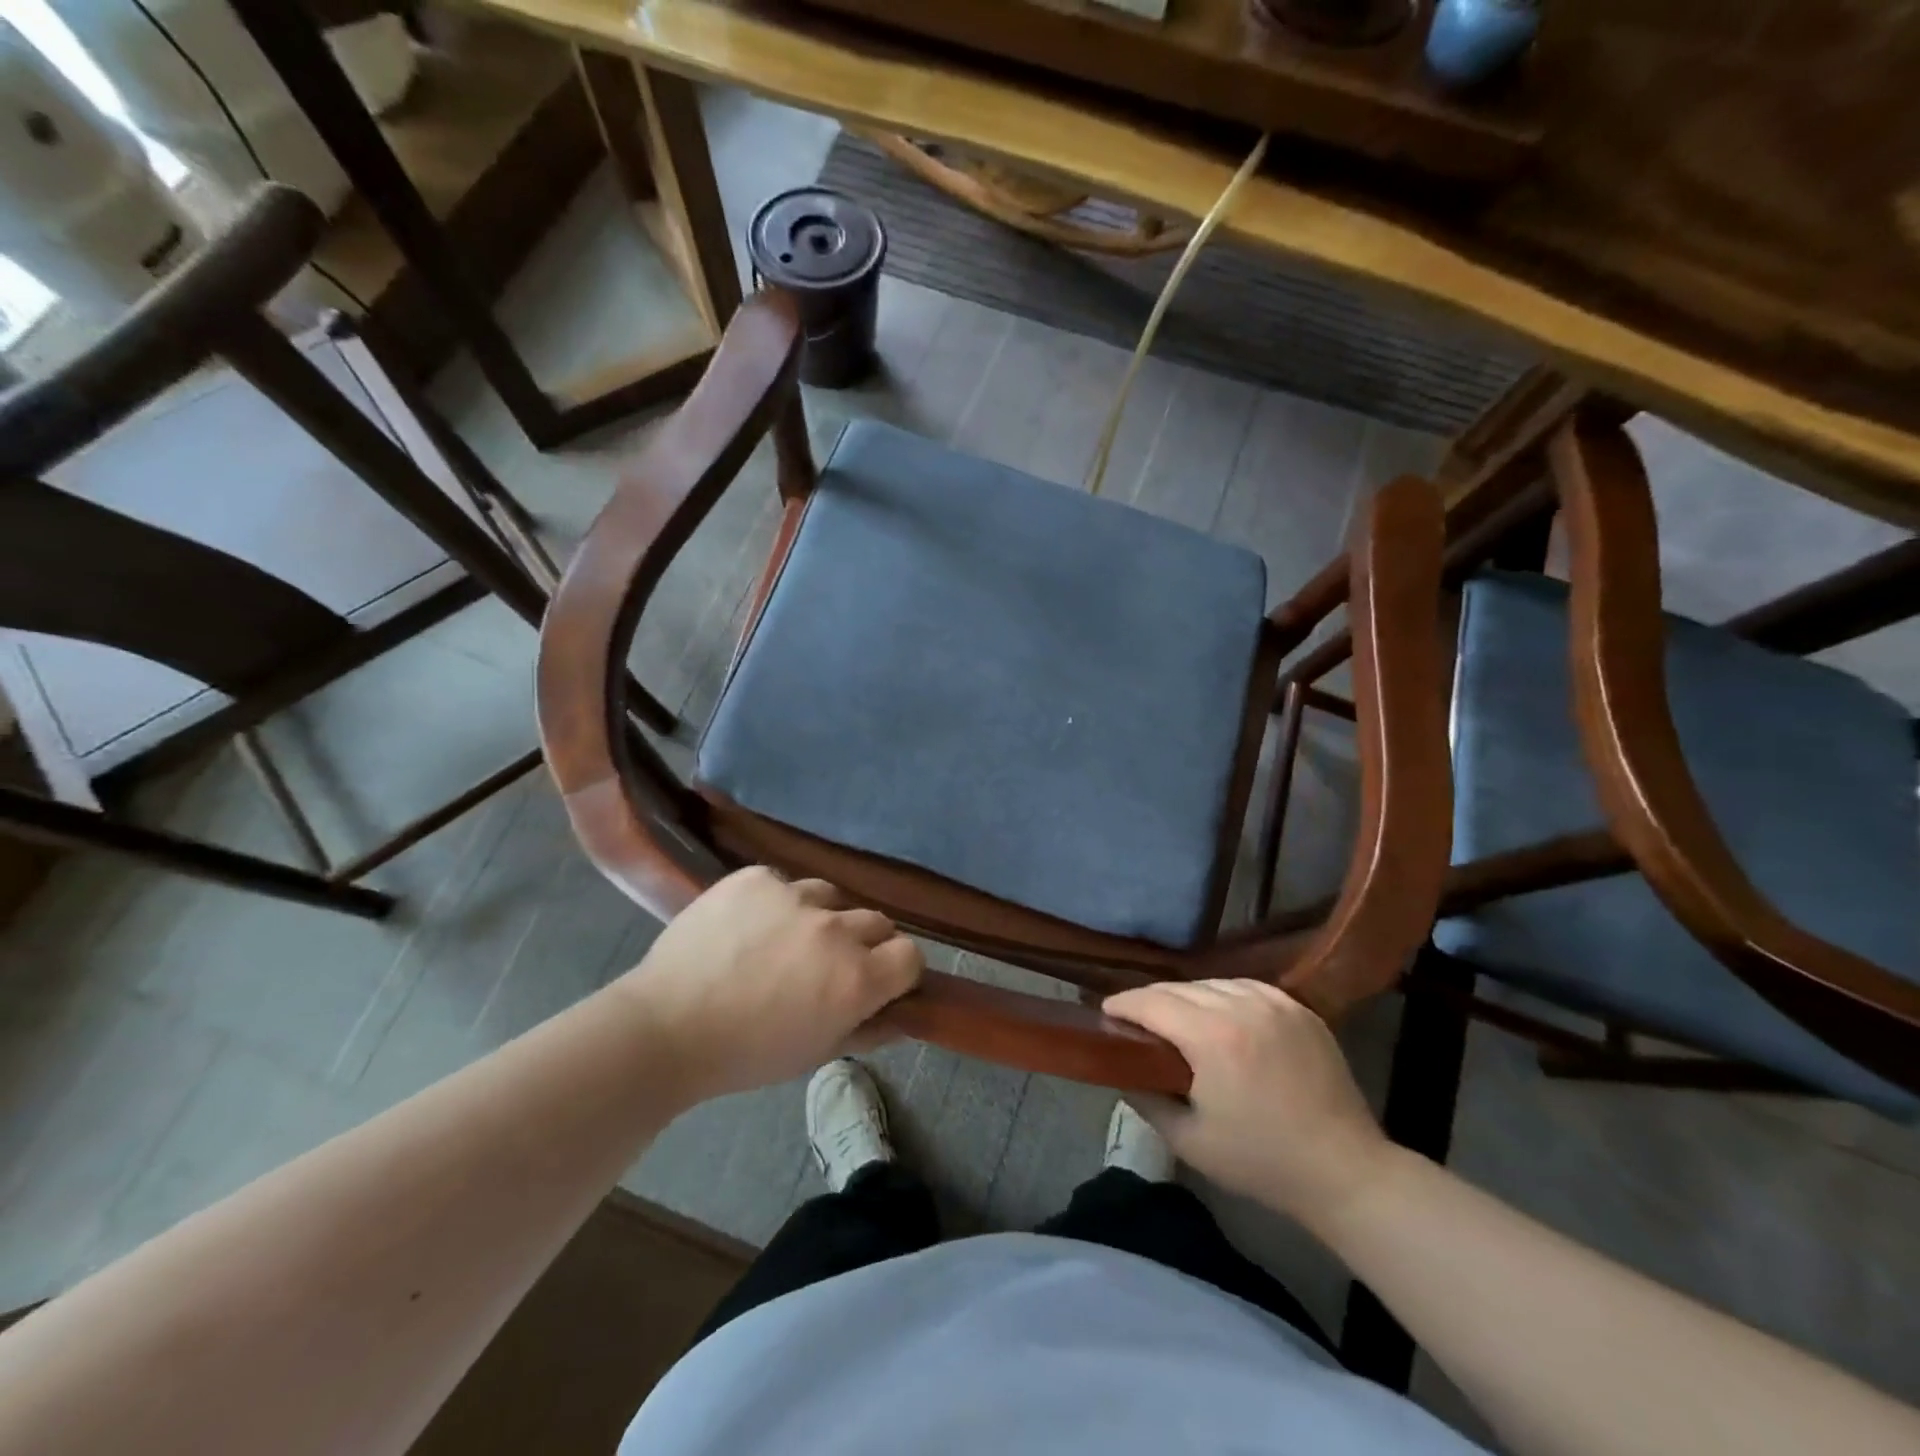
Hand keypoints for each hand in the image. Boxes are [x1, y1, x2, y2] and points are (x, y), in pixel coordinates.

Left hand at [616, 867, 922, 1100]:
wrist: (665, 1027)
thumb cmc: (746, 1054)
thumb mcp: (817, 1052)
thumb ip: (871, 1029)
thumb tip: (905, 1014)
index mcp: (856, 978)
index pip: (910, 955)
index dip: (898, 970)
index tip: (879, 982)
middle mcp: (835, 929)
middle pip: (877, 921)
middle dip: (863, 944)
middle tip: (828, 965)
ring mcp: (795, 896)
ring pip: (832, 896)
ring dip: (822, 917)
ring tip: (786, 940)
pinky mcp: (757, 878)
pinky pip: (784, 883)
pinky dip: (777, 903)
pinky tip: (750, 926)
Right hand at [1102, 979, 1390, 1227]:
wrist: (1346, 1172)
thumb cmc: (1262, 1162)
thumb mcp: (1190, 1141)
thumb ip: (1146, 1099)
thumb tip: (1121, 1072)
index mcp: (1212, 1037)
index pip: (1151, 1001)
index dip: (1122, 1004)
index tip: (1105, 1013)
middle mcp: (1242, 1005)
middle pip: (1179, 988)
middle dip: (1150, 1000)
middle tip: (1134, 1020)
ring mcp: (1275, 1002)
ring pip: (1212, 983)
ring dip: (1186, 997)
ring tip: (1175, 1018)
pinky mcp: (1299, 1008)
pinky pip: (1246, 987)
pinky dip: (1223, 996)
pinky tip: (1219, 1016)